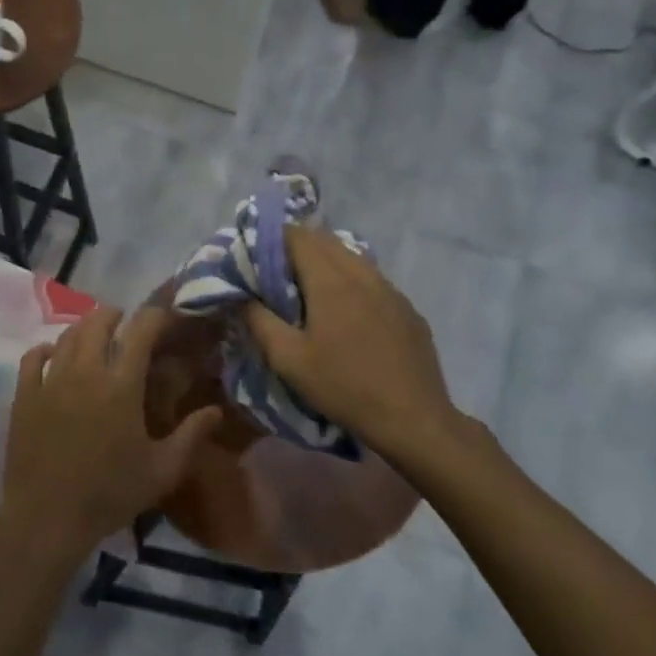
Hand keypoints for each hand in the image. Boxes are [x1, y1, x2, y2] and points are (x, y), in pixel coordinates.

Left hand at [0, 307, 221, 559]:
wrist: (47, 517)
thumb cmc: (110, 494)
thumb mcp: (162, 470)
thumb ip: (191, 436)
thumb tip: (216, 410)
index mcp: (121, 385)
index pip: (140, 330)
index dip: (155, 316)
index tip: (164, 317)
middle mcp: (85, 372)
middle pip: (98, 322)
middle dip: (115, 315)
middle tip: (125, 322)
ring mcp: (50, 381)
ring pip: (66, 336)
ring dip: (84, 328)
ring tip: (95, 335)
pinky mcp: (24, 395)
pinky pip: (33, 357)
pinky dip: (46, 349)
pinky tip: (53, 354)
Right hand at [243, 227, 470, 477]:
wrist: (413, 419)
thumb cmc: (344, 387)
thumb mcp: (288, 360)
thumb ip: (259, 321)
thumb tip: (242, 295)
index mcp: (331, 281)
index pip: (298, 236)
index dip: (273, 237)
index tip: (255, 254)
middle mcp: (363, 274)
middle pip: (326, 240)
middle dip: (297, 247)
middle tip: (275, 271)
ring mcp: (391, 290)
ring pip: (352, 258)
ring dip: (326, 262)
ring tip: (307, 289)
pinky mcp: (407, 309)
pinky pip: (372, 280)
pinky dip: (351, 281)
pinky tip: (346, 312)